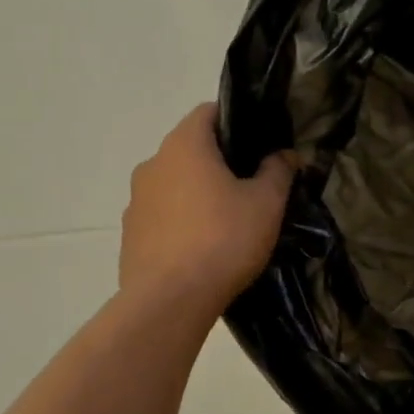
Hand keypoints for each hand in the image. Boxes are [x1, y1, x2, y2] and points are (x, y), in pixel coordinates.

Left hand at [119, 104, 296, 317]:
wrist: (170, 302)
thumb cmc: (223, 240)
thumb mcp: (266, 204)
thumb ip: (278, 171)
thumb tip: (284, 155)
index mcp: (184, 145)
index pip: (208, 112)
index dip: (236, 121)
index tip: (258, 144)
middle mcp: (153, 164)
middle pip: (191, 149)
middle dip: (219, 161)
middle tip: (251, 184)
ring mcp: (136, 200)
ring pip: (174, 183)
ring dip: (197, 193)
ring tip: (227, 221)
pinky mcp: (130, 234)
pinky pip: (162, 215)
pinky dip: (181, 221)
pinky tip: (202, 248)